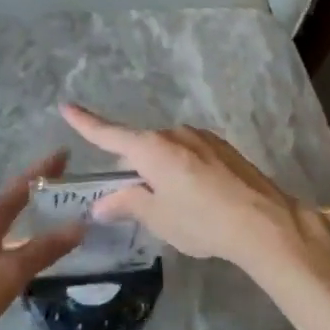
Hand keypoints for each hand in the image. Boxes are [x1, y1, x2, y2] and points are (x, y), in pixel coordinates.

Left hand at [0, 151, 84, 329]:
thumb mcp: (14, 270)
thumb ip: (47, 247)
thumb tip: (82, 225)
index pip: (23, 183)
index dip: (45, 167)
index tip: (66, 152)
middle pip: (15, 194)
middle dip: (40, 185)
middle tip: (68, 180)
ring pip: (8, 211)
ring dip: (30, 205)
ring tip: (56, 205)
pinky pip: (3, 227)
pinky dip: (21, 224)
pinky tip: (31, 237)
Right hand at [59, 105, 329, 277]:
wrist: (264, 222)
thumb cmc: (202, 221)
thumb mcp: (158, 218)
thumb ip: (128, 204)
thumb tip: (103, 204)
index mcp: (151, 149)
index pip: (108, 134)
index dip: (85, 123)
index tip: (66, 107)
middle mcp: (174, 134)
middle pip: (140, 148)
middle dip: (134, 170)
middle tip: (139, 204)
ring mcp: (202, 137)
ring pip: (168, 152)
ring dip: (162, 171)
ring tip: (178, 207)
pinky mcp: (223, 147)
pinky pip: (191, 154)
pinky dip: (185, 170)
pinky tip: (201, 198)